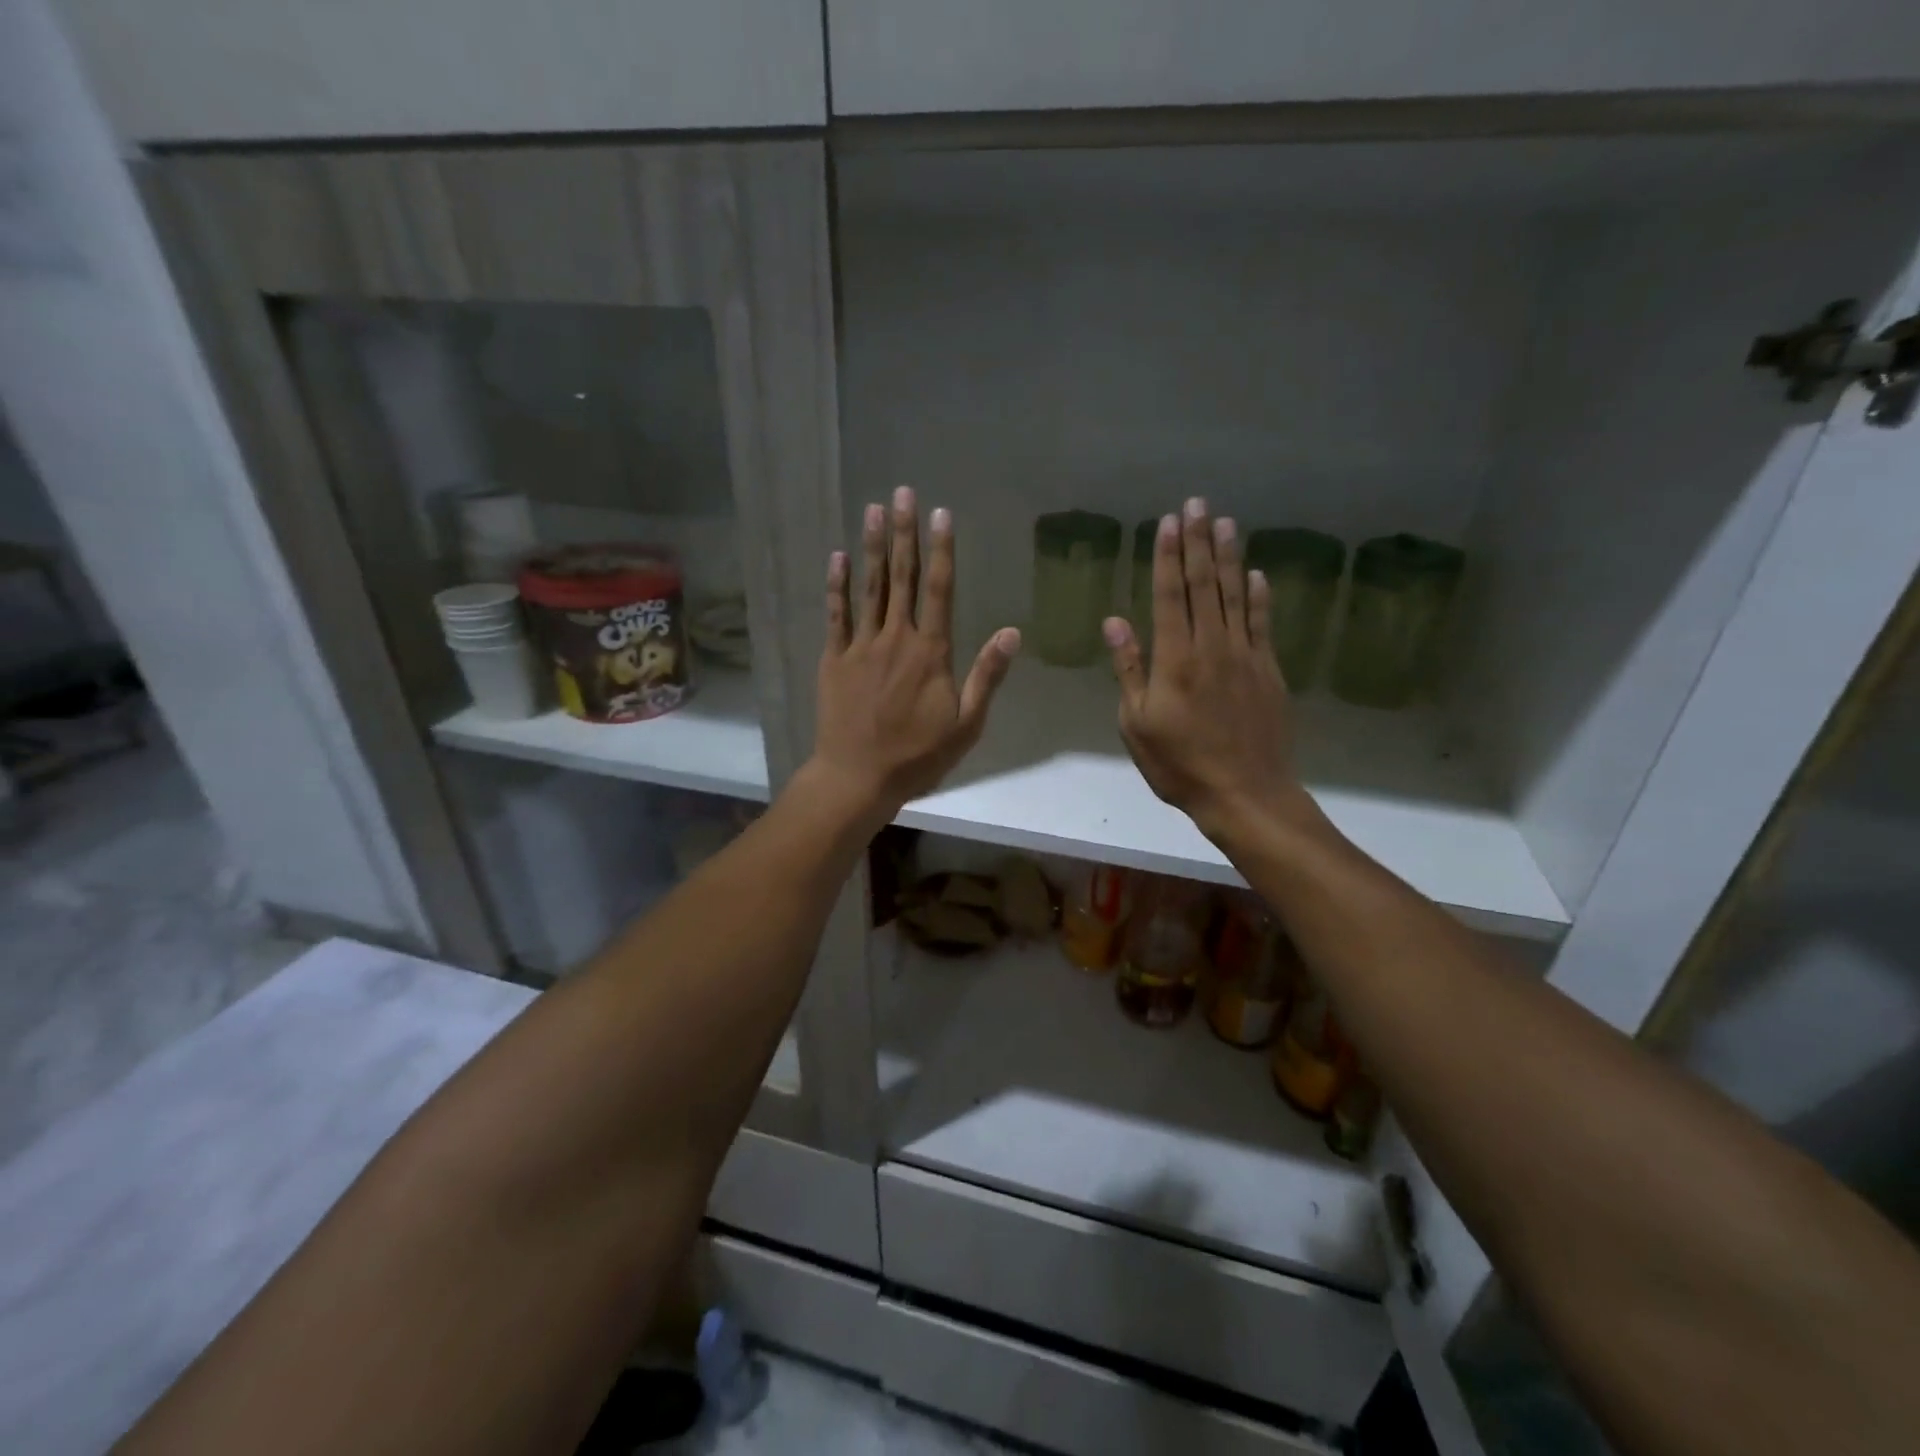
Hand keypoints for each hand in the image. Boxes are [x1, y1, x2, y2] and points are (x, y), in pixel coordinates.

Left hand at [808, 487, 1020, 823]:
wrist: (858, 777)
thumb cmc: (918, 755)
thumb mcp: (966, 724)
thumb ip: (987, 675)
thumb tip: (1012, 633)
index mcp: (931, 652)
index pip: (939, 590)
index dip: (941, 550)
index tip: (942, 514)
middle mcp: (896, 638)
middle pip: (902, 578)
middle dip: (905, 533)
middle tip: (903, 493)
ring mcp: (861, 646)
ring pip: (869, 588)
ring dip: (874, 548)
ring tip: (874, 510)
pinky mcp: (834, 660)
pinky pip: (836, 615)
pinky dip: (837, 586)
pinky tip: (838, 557)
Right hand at [1104, 497, 1309, 842]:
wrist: (1245, 793)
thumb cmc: (1179, 764)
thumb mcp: (1137, 723)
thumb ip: (1129, 669)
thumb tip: (1115, 622)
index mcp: (1174, 658)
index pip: (1170, 595)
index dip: (1168, 556)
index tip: (1168, 522)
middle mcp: (1211, 646)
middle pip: (1204, 584)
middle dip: (1198, 542)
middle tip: (1197, 503)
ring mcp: (1245, 656)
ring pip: (1236, 596)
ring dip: (1229, 557)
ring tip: (1225, 522)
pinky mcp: (1269, 671)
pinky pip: (1263, 624)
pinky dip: (1259, 596)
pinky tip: (1256, 574)